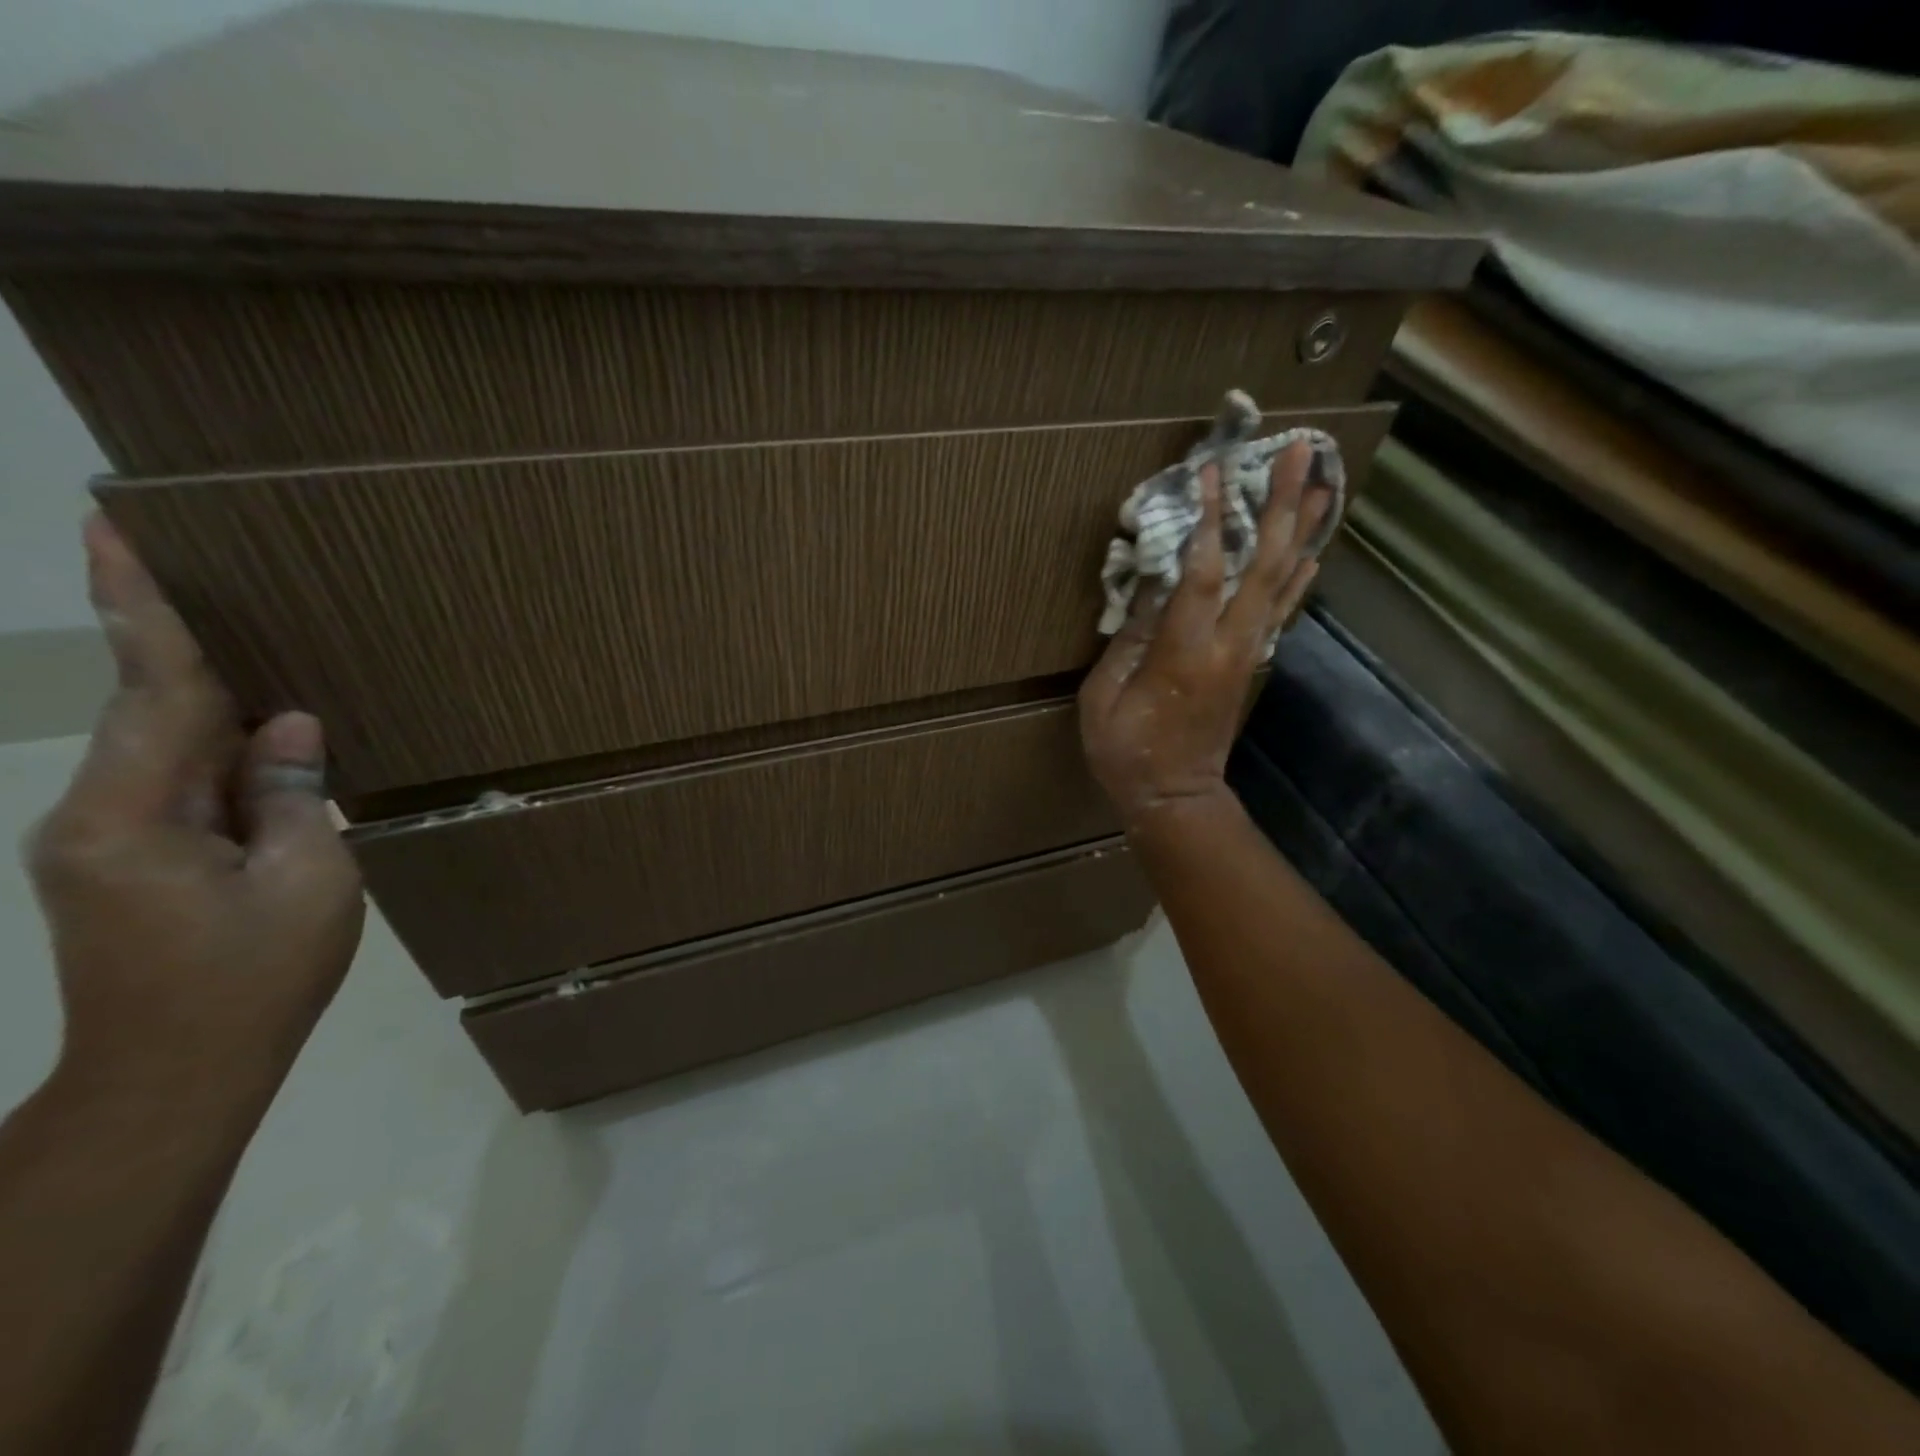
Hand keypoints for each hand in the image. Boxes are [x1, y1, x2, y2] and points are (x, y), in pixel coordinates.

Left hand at [25, 516, 364, 1093]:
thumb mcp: (308, 881)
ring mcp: (103, 840)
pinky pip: (177, 781)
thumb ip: (293, 796)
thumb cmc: (252, 979)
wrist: (173, 1076)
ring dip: (209, 700)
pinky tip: (261, 738)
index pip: (153, 692)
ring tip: (258, 652)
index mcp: (132, 818)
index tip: (109, 532)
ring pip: (167, 746)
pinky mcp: (124, 861)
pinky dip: (217, 749)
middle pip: (151, 710)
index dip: (142, 610)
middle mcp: (94, 816)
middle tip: (206, 571)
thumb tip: (288, 726)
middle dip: (176, 641)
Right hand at [1079, 442, 1330, 830]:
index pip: (1201, 572)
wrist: (1175, 799)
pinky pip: (1282, 611)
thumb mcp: (1105, 696)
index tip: (1210, 469)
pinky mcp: (1252, 663)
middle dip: (1283, 504)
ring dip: (1303, 530)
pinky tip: (1313, 549)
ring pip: (1283, 582)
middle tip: (1303, 450)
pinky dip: (1300, 576)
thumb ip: (1130, 637)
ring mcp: (1248, 653)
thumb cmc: (1127, 751)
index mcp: (1185, 652)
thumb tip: (1153, 583)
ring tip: (1325, 481)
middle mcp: (1229, 644)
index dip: (1207, 518)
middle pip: (1264, 564)